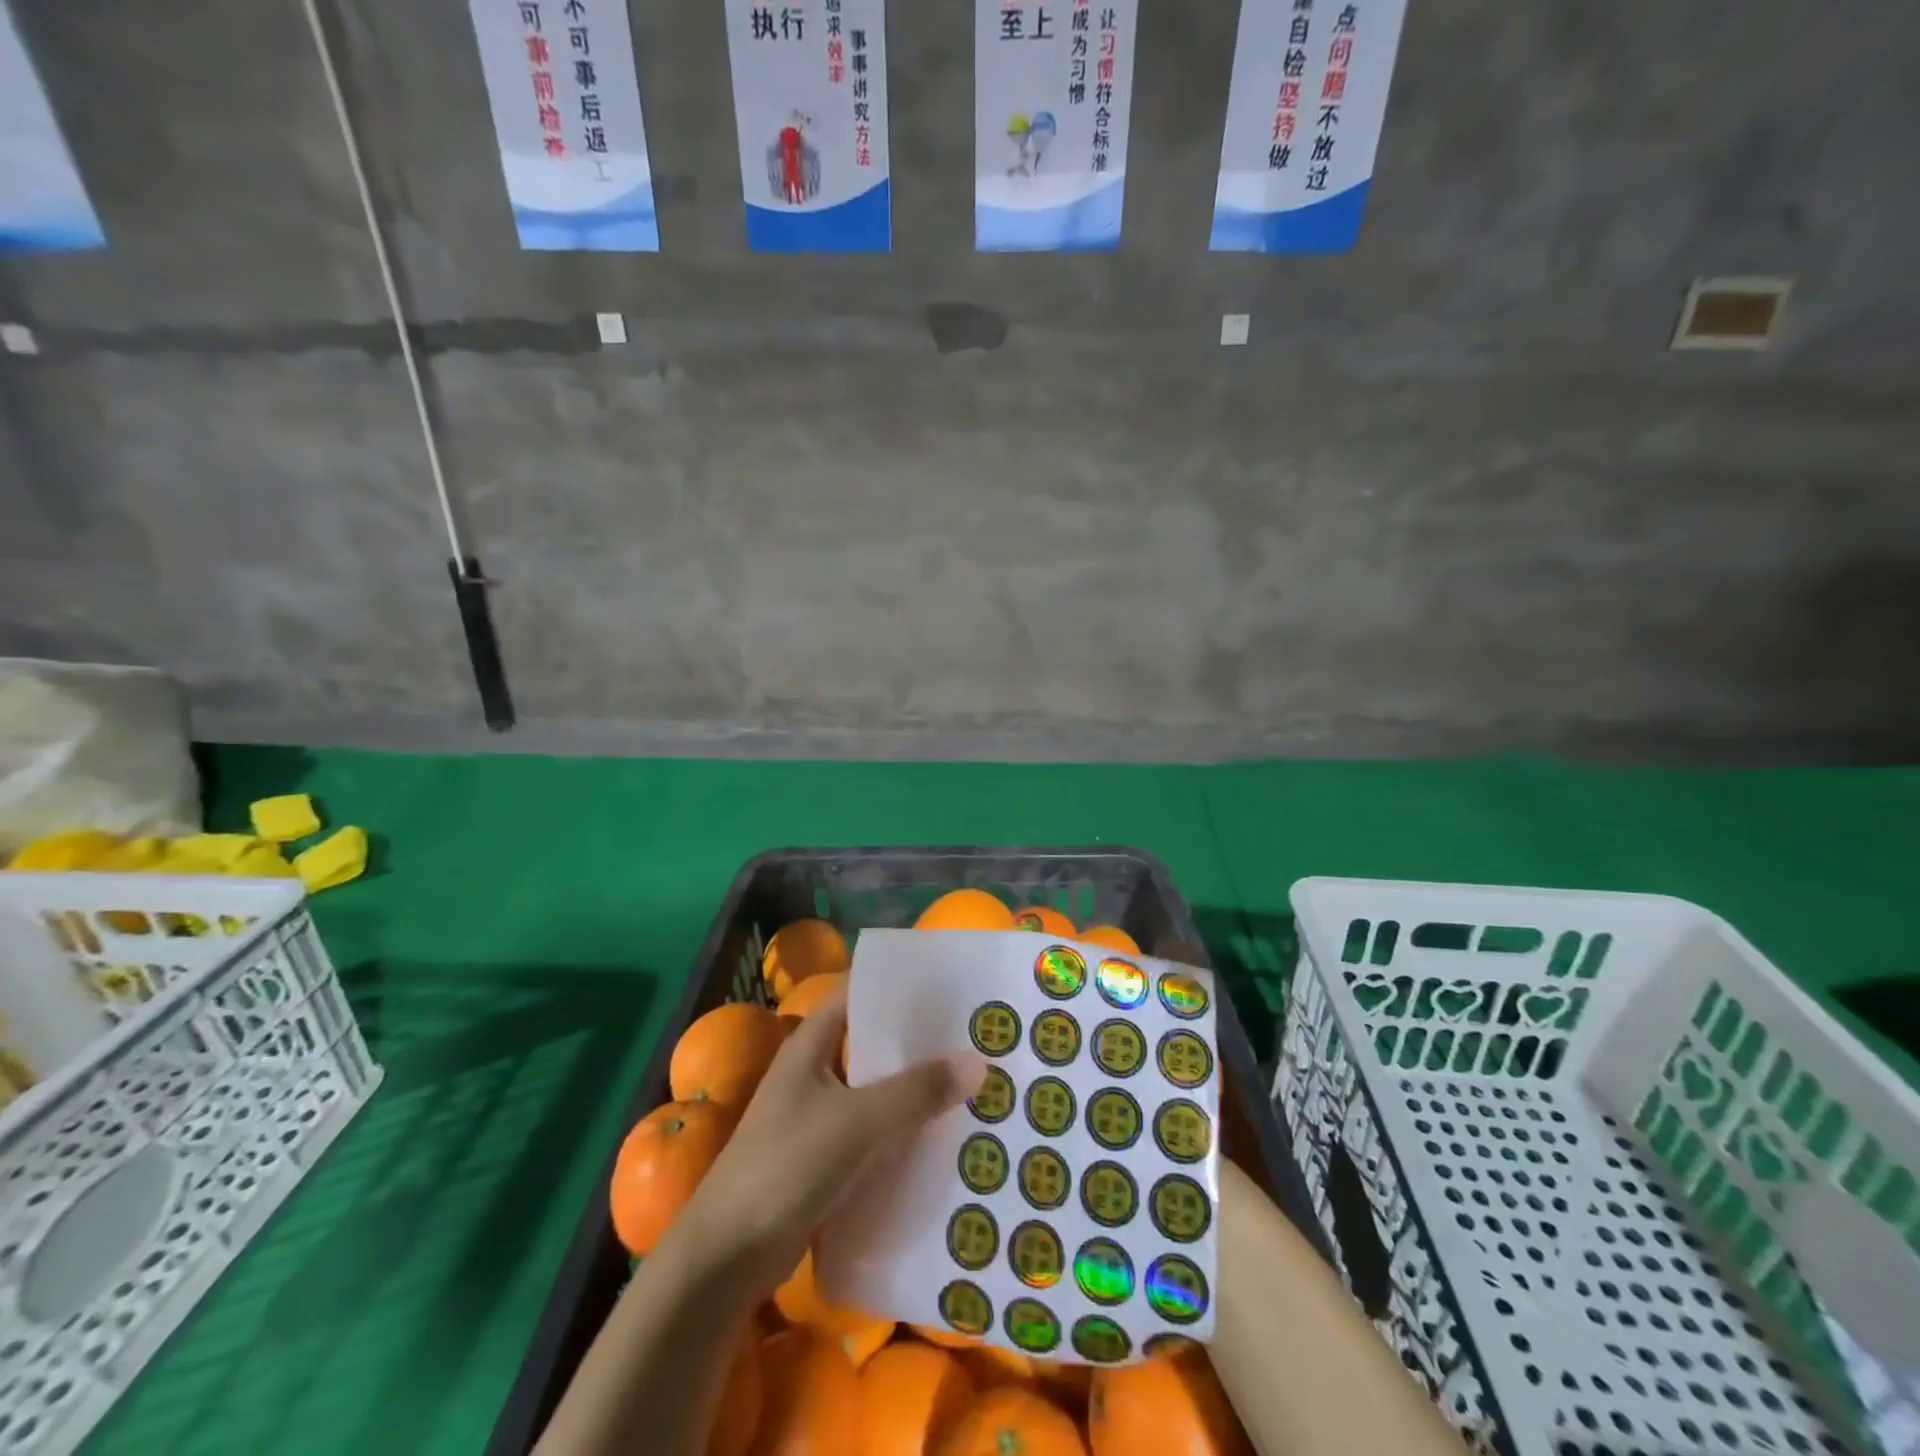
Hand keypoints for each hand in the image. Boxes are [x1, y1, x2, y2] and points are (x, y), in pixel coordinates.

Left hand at [671, 982, 985, 1297]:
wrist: (726, 1258)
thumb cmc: (785, 1167)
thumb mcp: (857, 1122)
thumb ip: (916, 1092)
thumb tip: (978, 1062)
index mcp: (811, 1045)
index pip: (858, 994)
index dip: (899, 986)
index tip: (949, 987)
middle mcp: (815, 1072)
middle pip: (873, 1044)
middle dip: (919, 1042)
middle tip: (975, 1037)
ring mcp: (819, 1117)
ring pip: (877, 1091)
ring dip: (915, 1090)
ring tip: (972, 1083)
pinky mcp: (826, 1160)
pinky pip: (874, 1133)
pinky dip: (903, 1131)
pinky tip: (944, 1137)